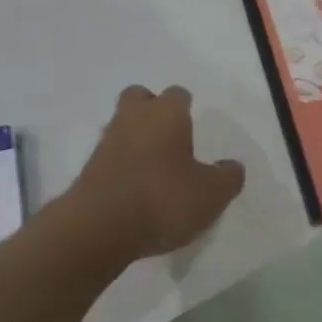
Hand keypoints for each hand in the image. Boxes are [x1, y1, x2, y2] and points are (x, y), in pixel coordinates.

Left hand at [61, 85, 245, 261]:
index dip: (186, 107)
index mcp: (165, 113)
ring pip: (122, 125)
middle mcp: (133, 118)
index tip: (194, 124)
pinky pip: (111, 155)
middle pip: (139, 98)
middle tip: (169, 136)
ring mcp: (106, 142)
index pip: (177, 94)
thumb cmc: (163, 199)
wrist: (99, 227)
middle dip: (152, 110)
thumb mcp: (211, 194)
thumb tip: (232, 166)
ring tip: (155, 167)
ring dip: (135, 138)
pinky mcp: (89, 168)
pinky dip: (122, 164)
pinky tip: (135, 188)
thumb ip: (227, 177)